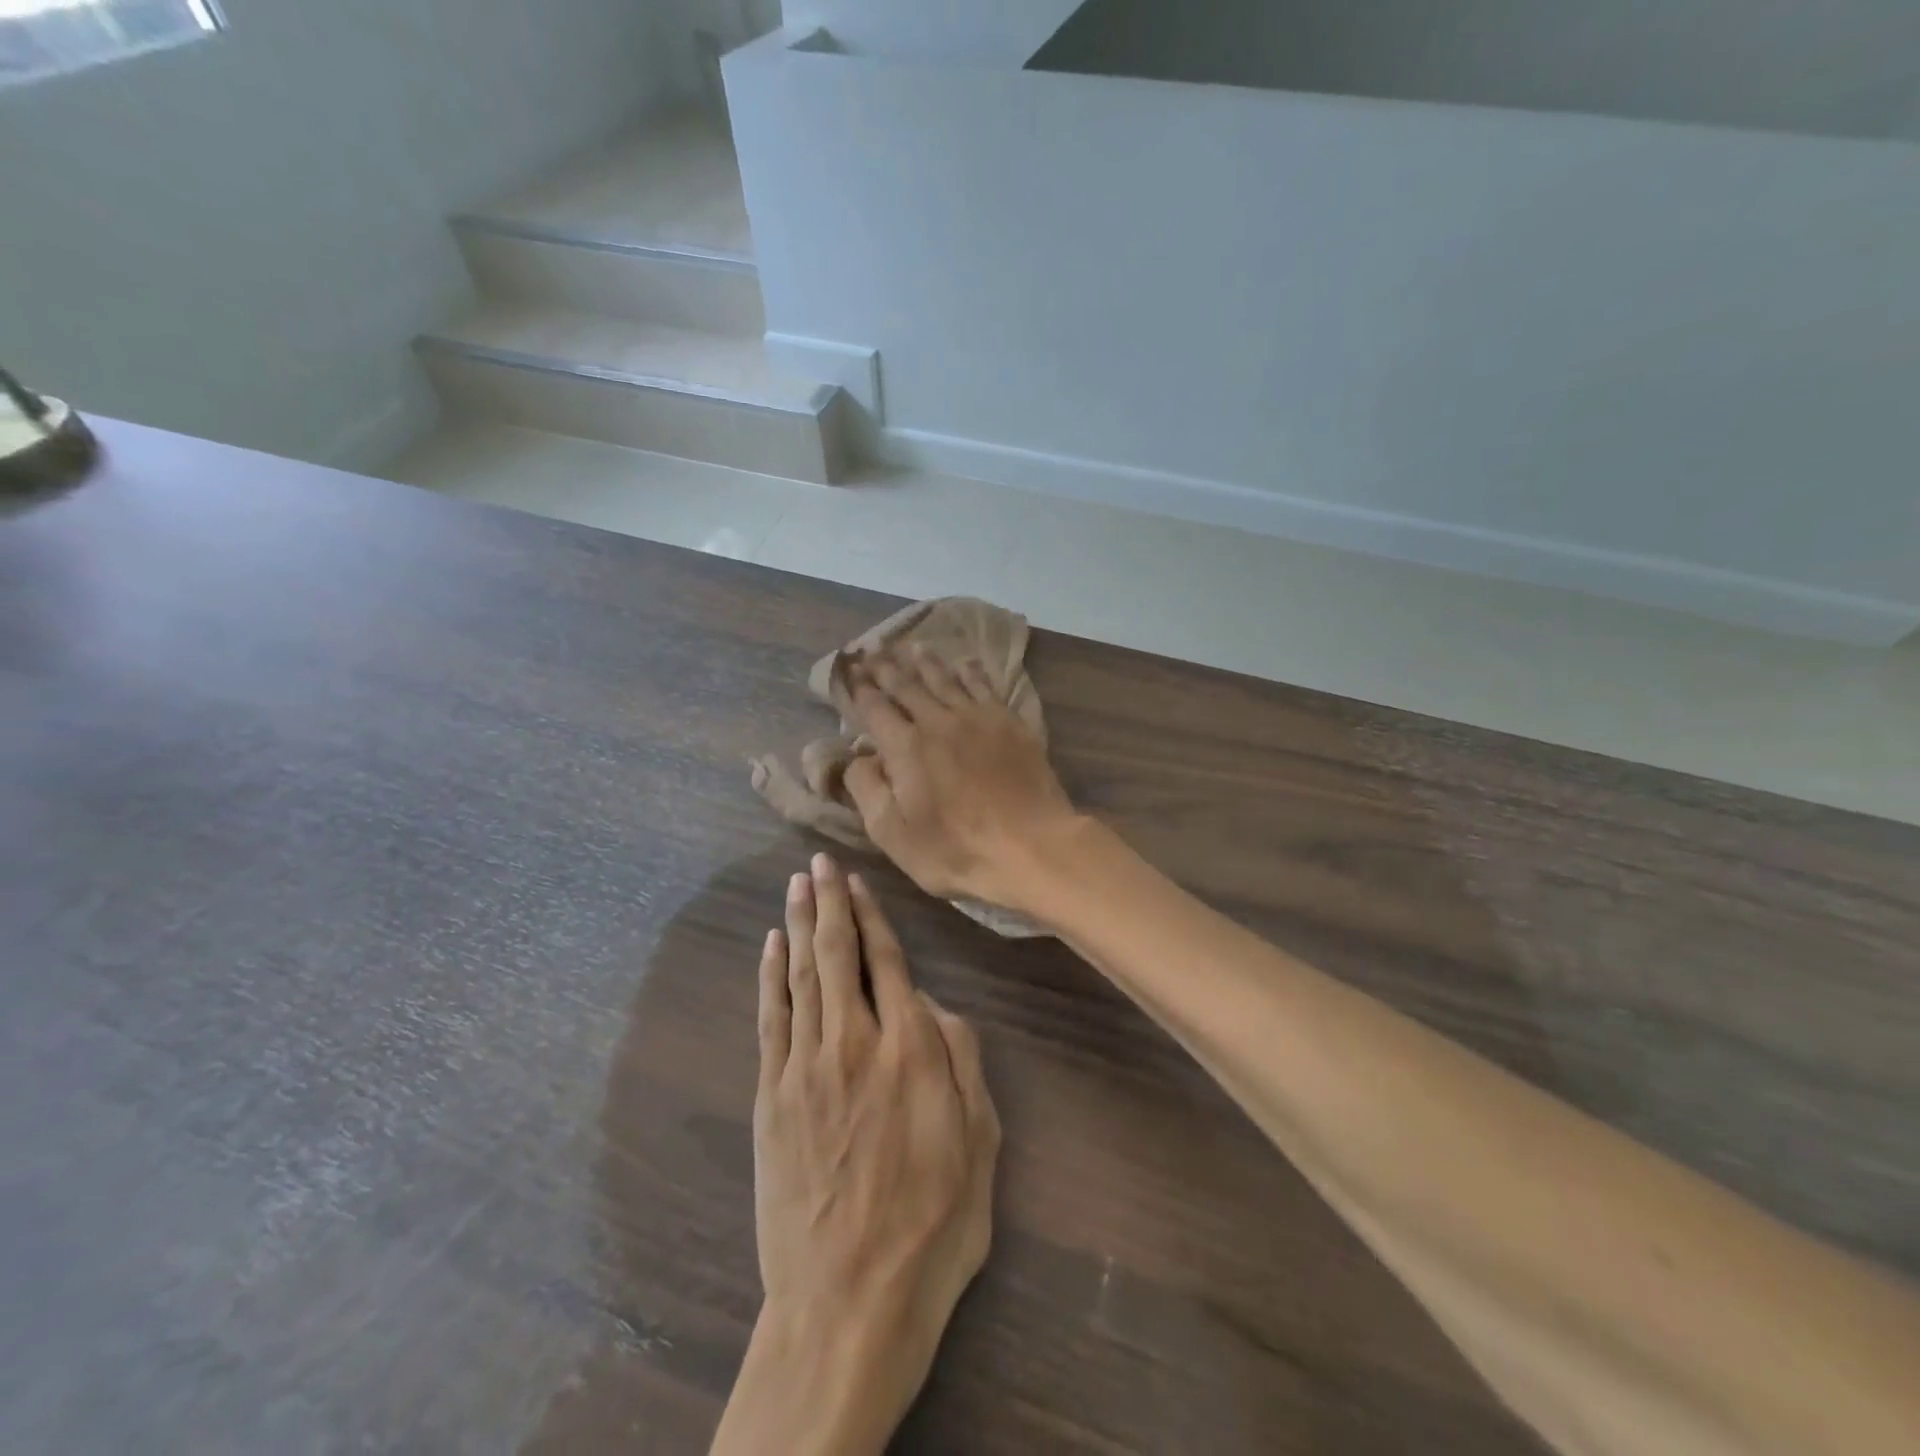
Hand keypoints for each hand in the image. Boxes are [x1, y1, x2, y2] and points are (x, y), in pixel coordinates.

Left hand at [713, 854, 998, 1455]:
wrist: (847, 1303)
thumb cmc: (931, 1226)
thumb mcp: (979, 1146)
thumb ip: (962, 1062)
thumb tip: (936, 1006)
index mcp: (911, 1052)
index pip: (889, 964)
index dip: (873, 918)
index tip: (859, 883)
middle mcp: (855, 1044)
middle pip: (839, 955)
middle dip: (831, 903)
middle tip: (819, 862)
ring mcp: (806, 1067)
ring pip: (803, 976)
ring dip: (800, 925)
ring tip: (797, 885)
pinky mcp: (772, 1095)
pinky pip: (771, 1018)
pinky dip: (771, 975)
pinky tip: (772, 945)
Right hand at [843, 647, 1079, 912]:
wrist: (1032, 847)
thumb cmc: (956, 849)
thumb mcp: (893, 833)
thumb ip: (867, 789)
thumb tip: (856, 756)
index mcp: (905, 746)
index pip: (875, 707)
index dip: (858, 688)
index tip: (849, 670)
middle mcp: (939, 720)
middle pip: (907, 685)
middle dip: (886, 667)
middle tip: (872, 650)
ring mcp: (978, 718)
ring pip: (946, 679)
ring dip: (926, 662)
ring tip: (912, 647)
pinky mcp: (1010, 723)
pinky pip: (985, 687)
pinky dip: (970, 671)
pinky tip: (965, 663)